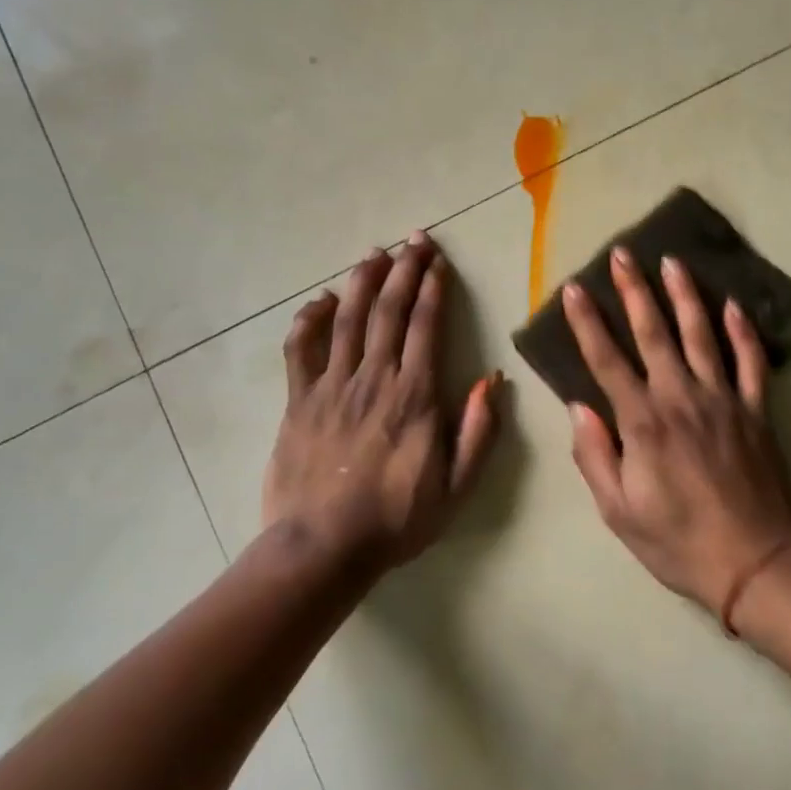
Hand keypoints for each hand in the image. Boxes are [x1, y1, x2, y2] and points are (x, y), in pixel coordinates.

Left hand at [261, 232, 500, 572]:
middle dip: (403, 269)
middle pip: (388, 310)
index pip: (425, 326)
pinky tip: (322, 300)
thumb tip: (491, 379)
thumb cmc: (395, 519)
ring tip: (376, 253)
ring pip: (348, 318)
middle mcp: (373, 378)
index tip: (438, 261)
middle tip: (414, 240)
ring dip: (363, 280)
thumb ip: (477, 431)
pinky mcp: (299, 399)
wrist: (322, 550)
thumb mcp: (456, 487)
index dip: (433, 288)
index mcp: (414, 395)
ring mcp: (331, 385)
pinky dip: (311, 318)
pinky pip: (301, 347)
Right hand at [560, 247, 790, 615]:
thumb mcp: (619, 512)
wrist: (756, 563)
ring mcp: (723, 399)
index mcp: (643, 422)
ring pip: (701, 334)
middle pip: (653, 332)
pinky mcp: (755, 410)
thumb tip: (578, 407)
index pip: (607, 360)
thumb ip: (594, 456)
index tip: (573, 288)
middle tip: (623, 253)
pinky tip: (733, 305)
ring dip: (685, 295)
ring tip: (672, 261)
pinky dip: (743, 331)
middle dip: (634, 289)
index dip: (586, 322)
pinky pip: (750, 362)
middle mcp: (681, 397)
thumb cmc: (678, 541)